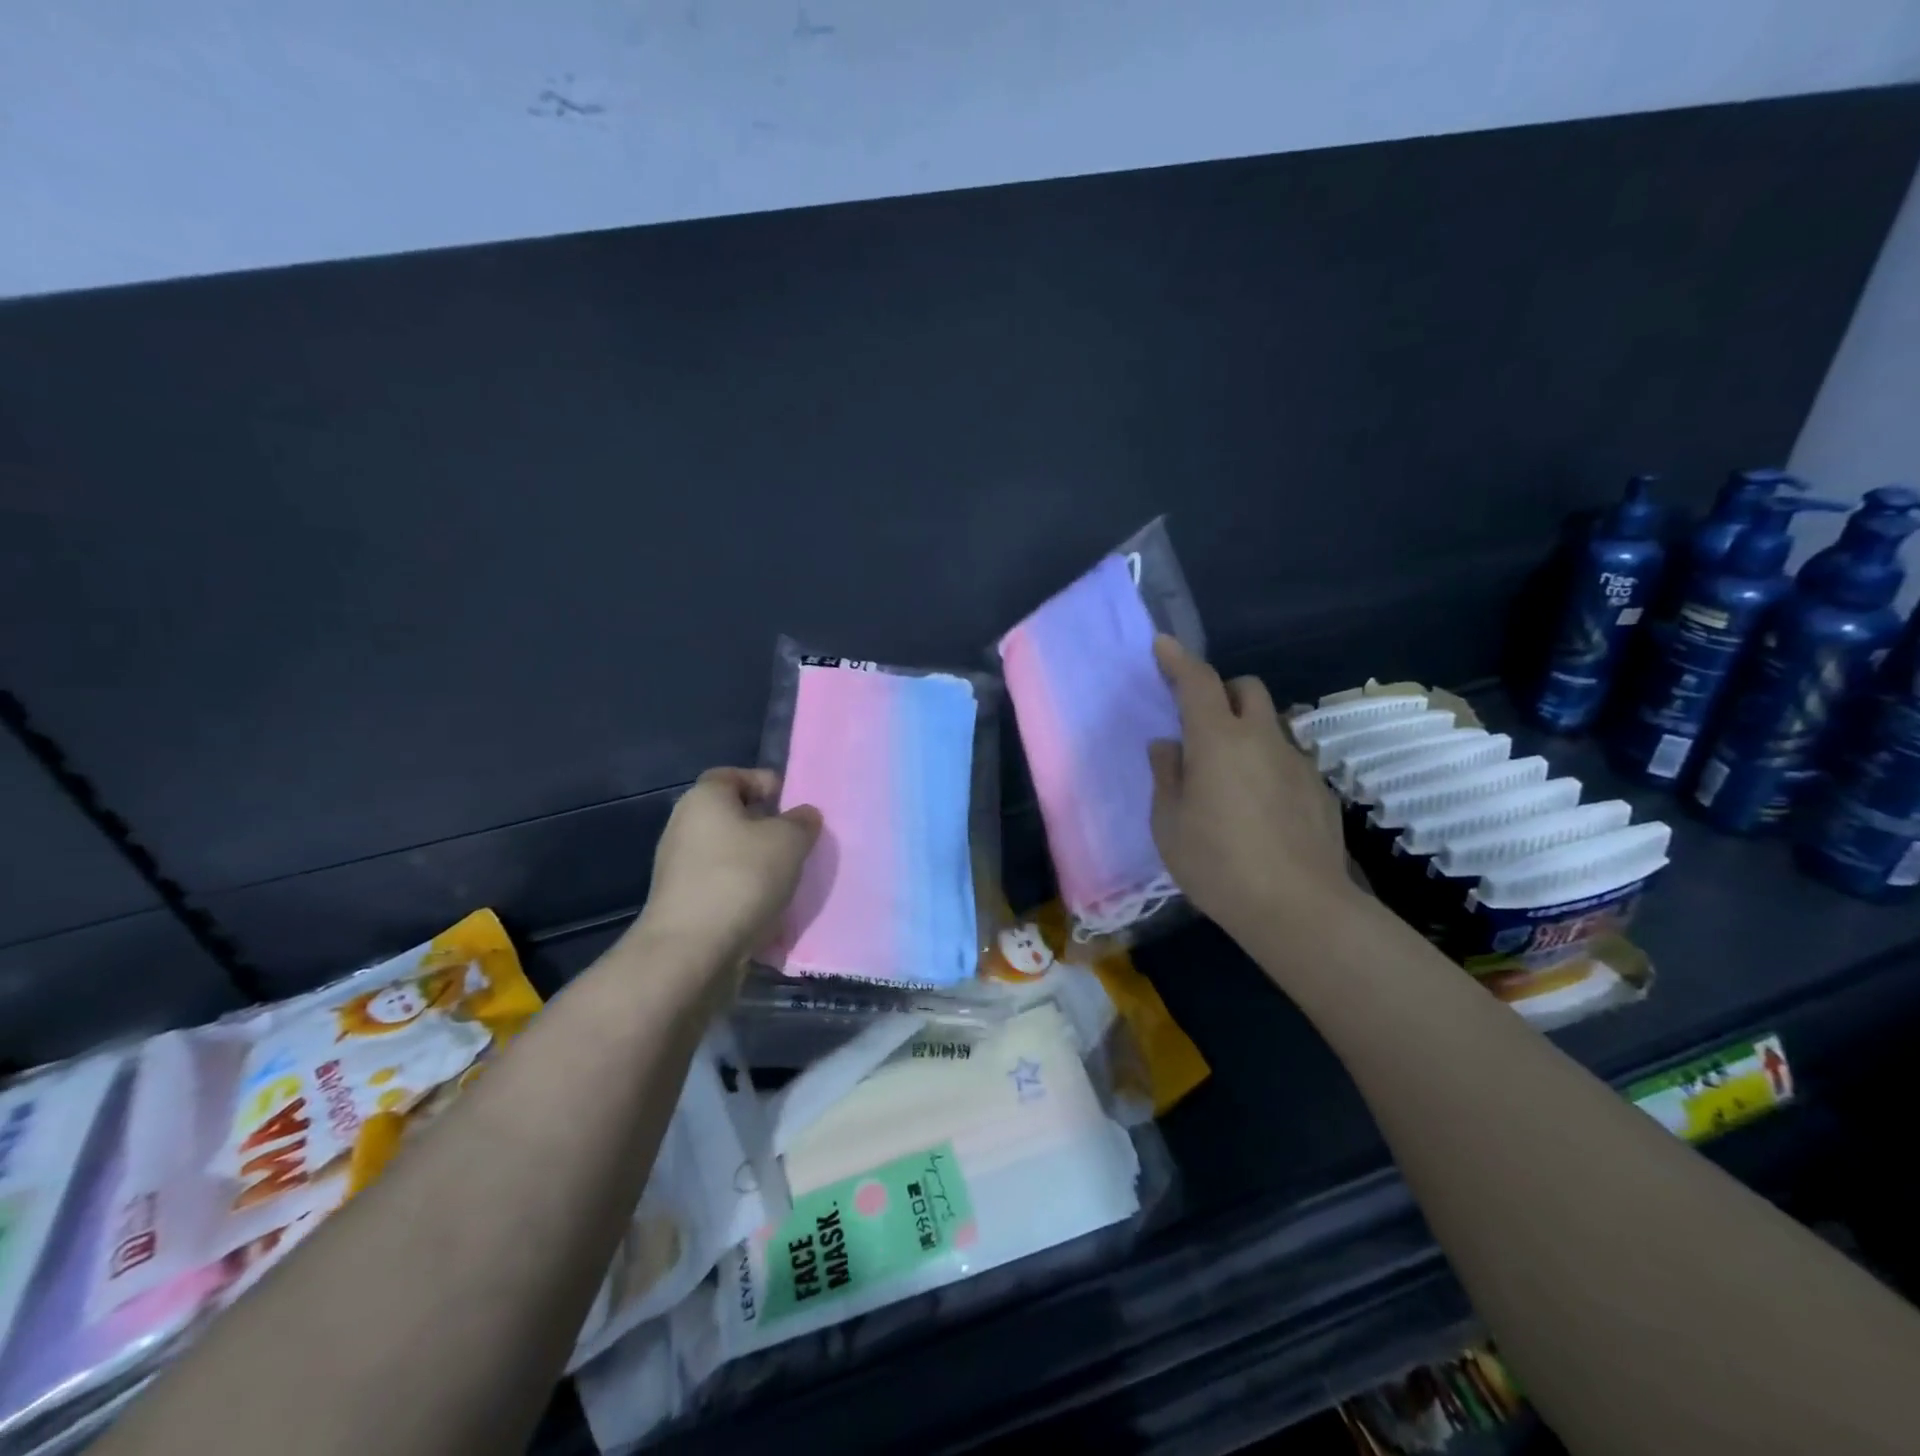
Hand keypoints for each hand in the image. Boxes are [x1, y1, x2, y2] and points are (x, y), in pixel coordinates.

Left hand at [638, 768, 821, 968]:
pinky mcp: (681, 902)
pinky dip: (743, 891)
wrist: (691, 950)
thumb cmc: (741, 878)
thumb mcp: (789, 841)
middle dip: (766, 827)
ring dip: (757, 863)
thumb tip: (803, 815)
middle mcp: (684, 825)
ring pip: (728, 853)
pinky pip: (721, 885)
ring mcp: (678, 867)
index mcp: (704, 797)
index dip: (766, 784)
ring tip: (787, 880)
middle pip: (731, 815)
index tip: (793, 806)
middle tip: (797, 844)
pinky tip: (766, 908)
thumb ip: (802, 822)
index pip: (735, 775)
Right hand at [1148, 637, 1357, 946]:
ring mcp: (1298, 762)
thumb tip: (1169, 745)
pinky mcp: (1320, 789)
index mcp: (1217, 741)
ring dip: (1248, 730)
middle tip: (1201, 723)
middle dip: (1222, 691)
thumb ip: (1167, 776)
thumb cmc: (1217, 864)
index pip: (1197, 682)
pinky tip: (1262, 808)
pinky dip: (1269, 765)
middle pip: (1247, 688)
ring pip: (1271, 724)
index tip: (1164, 644)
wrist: (1298, 908)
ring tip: (1231, 775)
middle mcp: (1261, 739)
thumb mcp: (1168, 824)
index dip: (1178, 659)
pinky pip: (1289, 759)